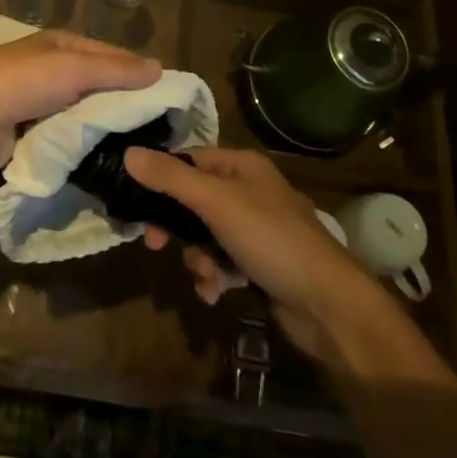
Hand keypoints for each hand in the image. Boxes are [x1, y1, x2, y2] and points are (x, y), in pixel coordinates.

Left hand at [0, 32, 160, 173]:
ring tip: (148, 165)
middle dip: (130, 114)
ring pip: (89, 125)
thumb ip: (115, 70)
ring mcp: (46, 112)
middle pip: (104, 95)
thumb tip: (160, 69)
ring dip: (110, 140)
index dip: (144, 78)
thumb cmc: (18, 80)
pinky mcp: (35, 144)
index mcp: (67, 50)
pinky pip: (69, 151)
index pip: (117, 60)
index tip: (177, 105)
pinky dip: (87, 160)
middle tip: (169, 144)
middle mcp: (59, 77)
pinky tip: (114, 176)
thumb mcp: (71, 67)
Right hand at [126, 146, 404, 362]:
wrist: (328, 304)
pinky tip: (217, 294)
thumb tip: (127, 153)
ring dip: (197, 258)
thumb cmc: (271, 239)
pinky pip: (221, 263)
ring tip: (208, 277)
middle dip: (177, 228)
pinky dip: (214, 277)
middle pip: (192, 201)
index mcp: (241, 166)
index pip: (188, 160)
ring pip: (204, 236)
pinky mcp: (259, 264)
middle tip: (158, 246)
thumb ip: (171, 179)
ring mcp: (254, 229)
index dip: (161, 178)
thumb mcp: (217, 203)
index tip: (136, 204)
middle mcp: (247, 191)